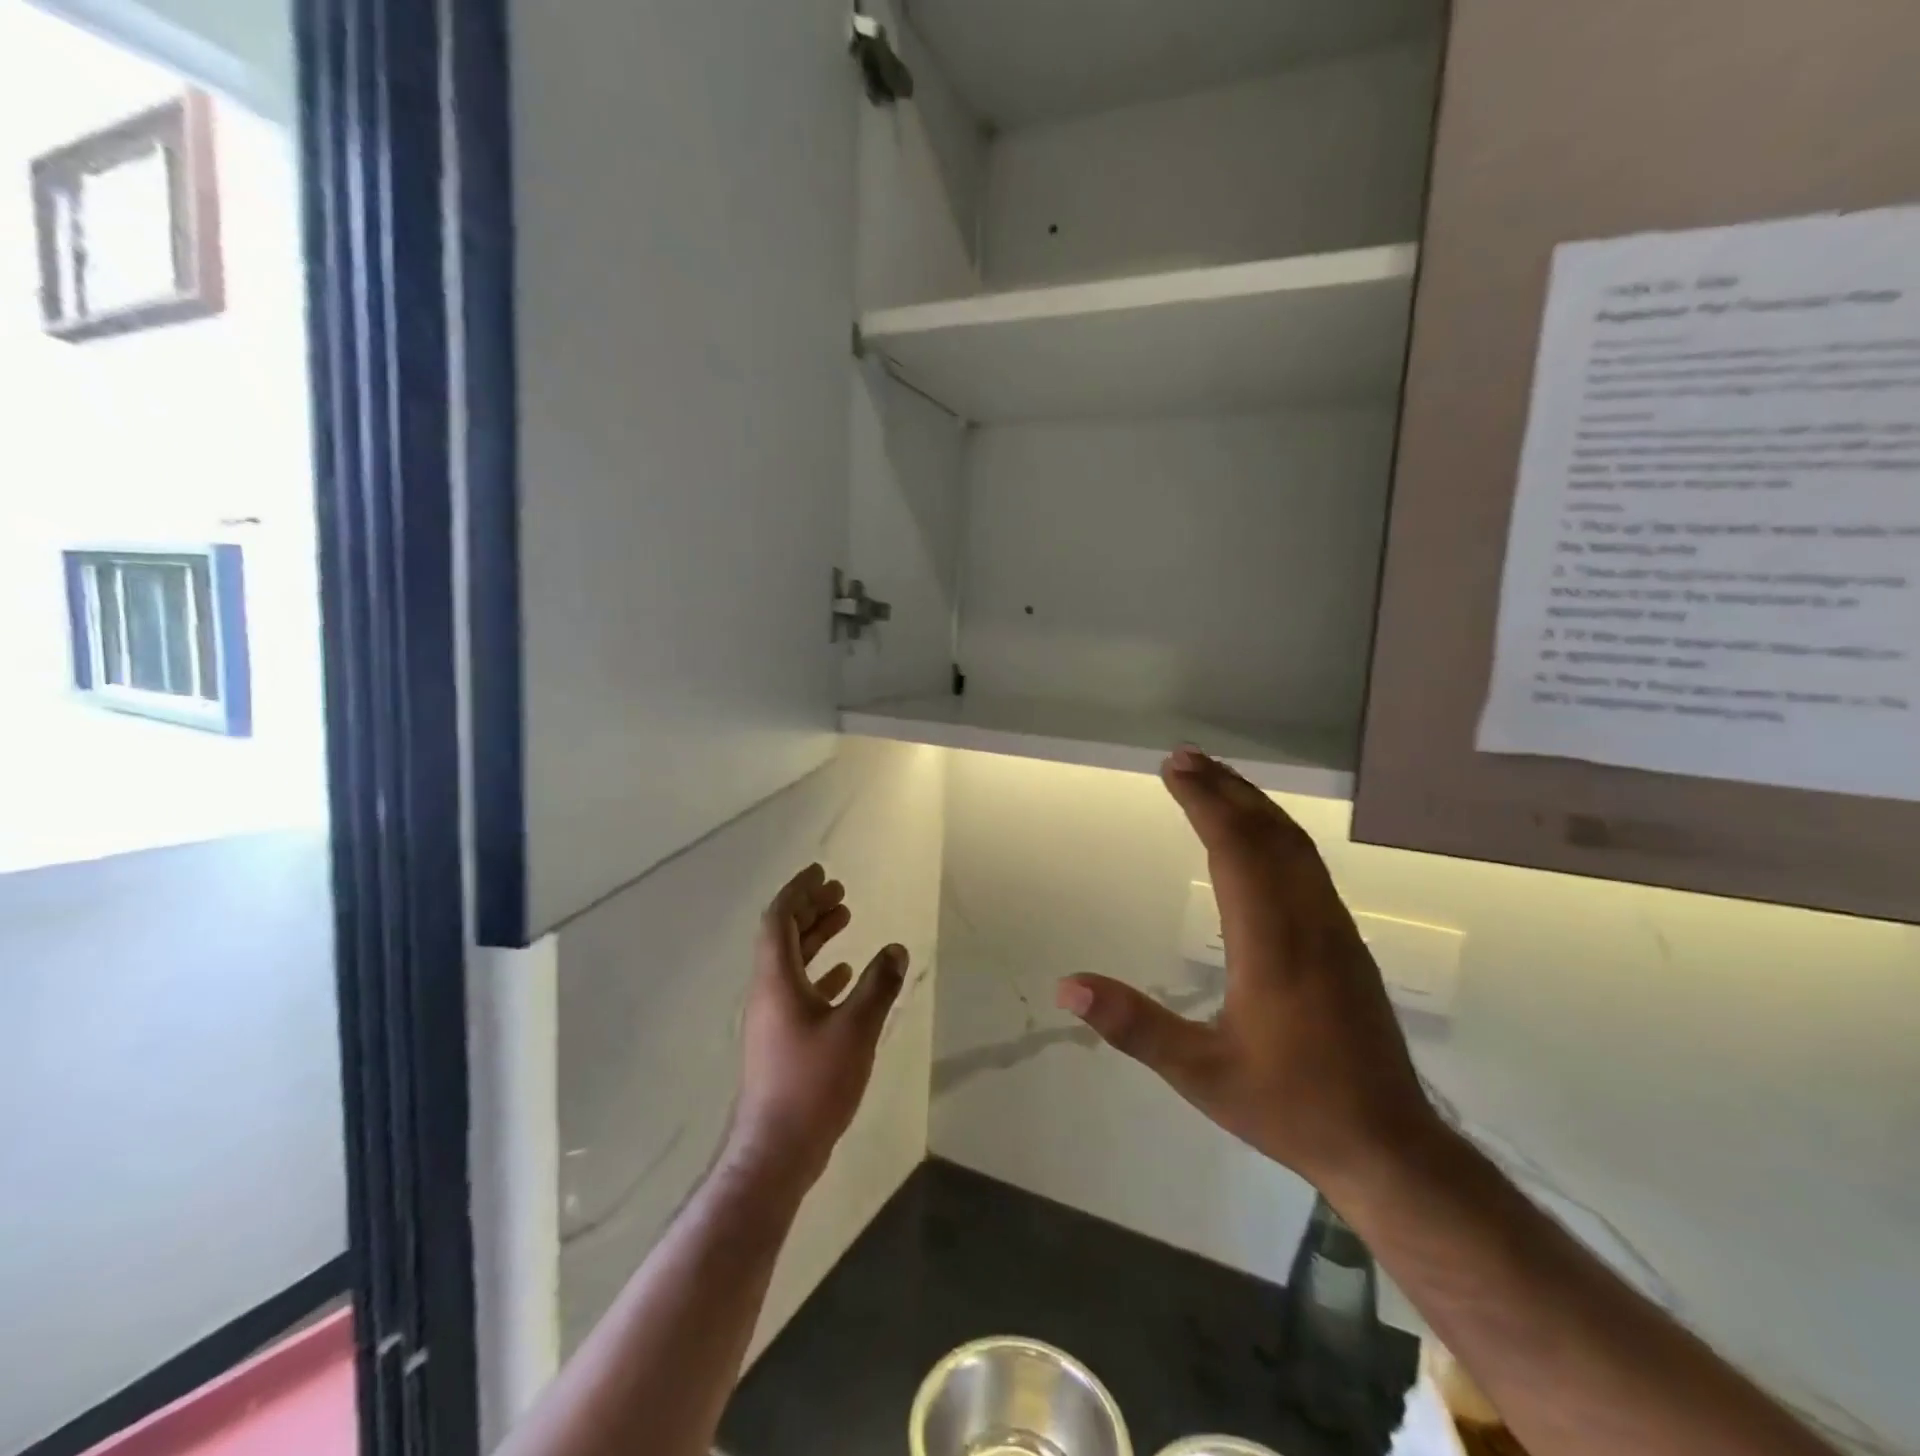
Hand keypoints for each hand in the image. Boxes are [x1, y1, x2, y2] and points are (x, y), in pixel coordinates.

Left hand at [730, 864, 908, 1189]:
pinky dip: (821, 971)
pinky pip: (799, 989)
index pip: (779, 919)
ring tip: (846, 918)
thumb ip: (878, 985)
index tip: (821, 872)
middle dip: (810, 908)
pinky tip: (845, 973)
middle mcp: (768, 992)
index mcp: (776, 980)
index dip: (798, 891)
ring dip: (817, 937)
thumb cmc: (813, 1083)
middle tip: (839, 892)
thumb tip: (896, 949)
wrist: (776, 1151)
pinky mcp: (782, 1040)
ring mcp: (773, 1018)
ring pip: (792, 962)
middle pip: (784, 935)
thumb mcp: (855, 1029)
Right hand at [1056, 749, 1438, 1193]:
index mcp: (1272, 944)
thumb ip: (1134, 1026)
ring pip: (1295, 846)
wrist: (1388, 1146)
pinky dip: (1277, 832)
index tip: (1173, 769)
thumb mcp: (1199, 1073)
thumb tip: (1067, 988)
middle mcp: (1308, 921)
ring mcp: (1334, 929)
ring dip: (1254, 804)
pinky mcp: (1346, 942)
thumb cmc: (1288, 1106)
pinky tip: (1259, 836)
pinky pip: (1309, 866)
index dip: (1204, 802)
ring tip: (1216, 780)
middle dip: (1225, 788)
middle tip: (1185, 757)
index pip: (1236, 849)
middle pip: (1268, 833)